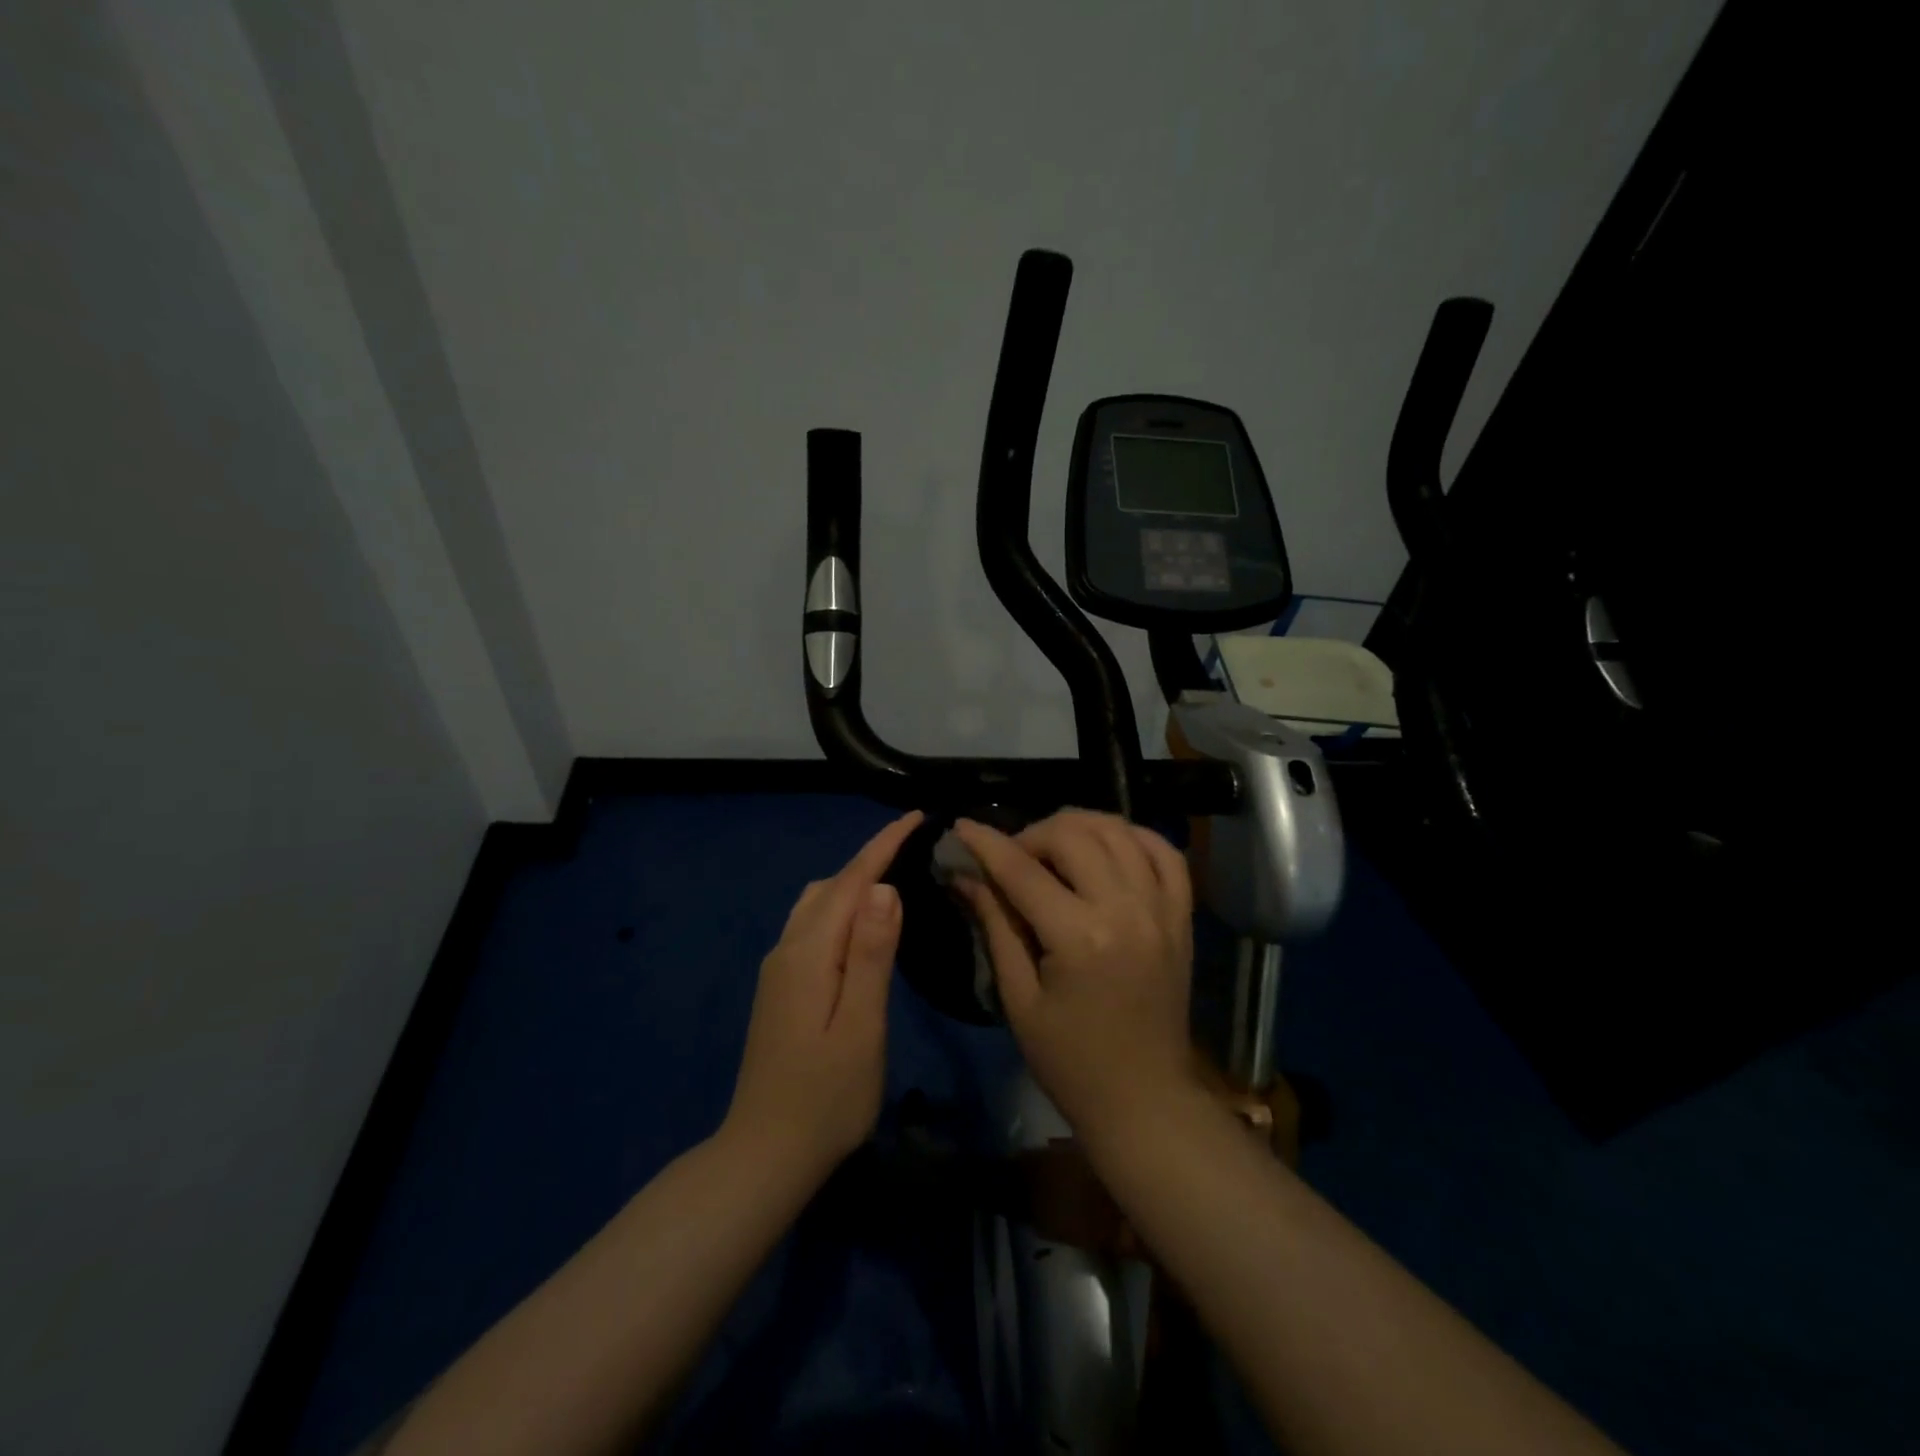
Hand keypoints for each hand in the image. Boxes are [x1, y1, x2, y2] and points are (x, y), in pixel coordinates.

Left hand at [724, 810, 921, 1178]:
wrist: (764, 1154)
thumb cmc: (825, 1097)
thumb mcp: (861, 1026)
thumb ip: (871, 955)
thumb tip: (884, 889)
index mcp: (808, 953)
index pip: (851, 881)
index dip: (883, 845)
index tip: (915, 817)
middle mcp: (788, 949)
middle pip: (831, 886)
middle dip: (871, 859)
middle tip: (916, 849)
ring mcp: (779, 968)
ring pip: (818, 904)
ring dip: (854, 883)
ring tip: (895, 881)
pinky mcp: (781, 987)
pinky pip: (813, 926)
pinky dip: (841, 909)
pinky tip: (863, 927)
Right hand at [953, 810, 1199, 1143]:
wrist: (1145, 1098)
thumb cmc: (1070, 1060)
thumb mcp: (1019, 998)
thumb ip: (996, 925)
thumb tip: (965, 875)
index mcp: (1080, 938)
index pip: (1023, 870)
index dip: (986, 843)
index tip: (961, 826)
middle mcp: (1126, 910)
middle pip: (1074, 836)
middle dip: (1033, 834)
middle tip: (1012, 857)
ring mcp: (1161, 909)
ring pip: (1119, 831)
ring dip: (1079, 825)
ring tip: (1053, 845)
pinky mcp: (1181, 916)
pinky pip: (1164, 853)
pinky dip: (1133, 836)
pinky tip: (1108, 844)